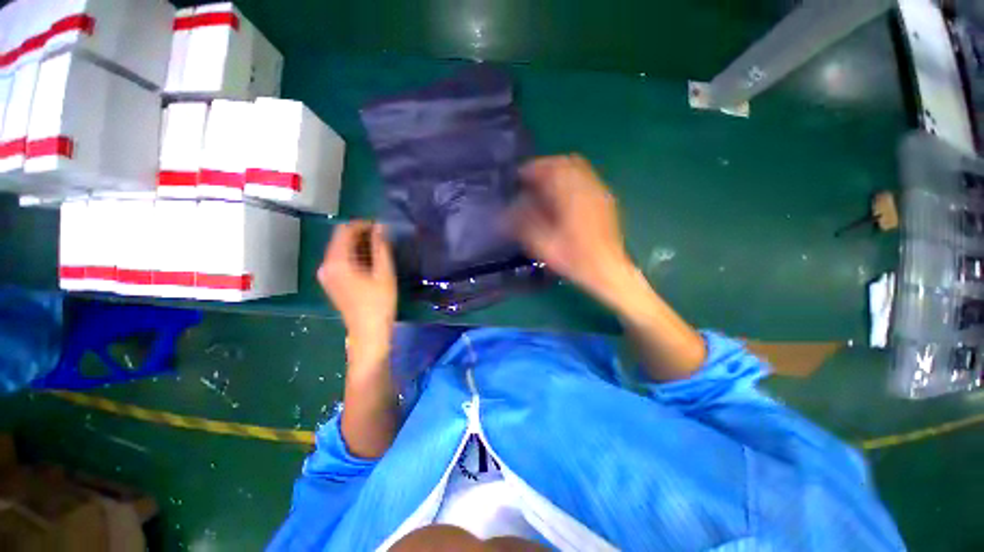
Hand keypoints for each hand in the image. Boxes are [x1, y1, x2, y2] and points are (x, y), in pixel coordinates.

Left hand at [318, 221, 396, 364]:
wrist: (368, 332)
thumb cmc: (379, 302)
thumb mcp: (384, 273)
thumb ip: (381, 247)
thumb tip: (380, 227)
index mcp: (337, 261)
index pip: (345, 230)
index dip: (363, 225)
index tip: (381, 227)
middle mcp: (326, 265)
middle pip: (340, 239)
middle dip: (360, 234)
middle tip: (382, 237)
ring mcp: (326, 275)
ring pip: (340, 249)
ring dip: (358, 245)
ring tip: (379, 248)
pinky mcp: (331, 282)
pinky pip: (340, 260)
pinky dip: (354, 255)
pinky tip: (369, 261)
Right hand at [512, 155, 634, 304]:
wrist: (608, 270)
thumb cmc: (575, 259)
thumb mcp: (544, 246)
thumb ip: (524, 224)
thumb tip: (508, 209)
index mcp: (571, 197)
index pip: (550, 169)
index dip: (531, 169)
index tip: (519, 177)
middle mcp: (587, 188)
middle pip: (565, 162)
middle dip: (545, 167)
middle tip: (531, 180)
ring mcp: (599, 192)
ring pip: (577, 167)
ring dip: (558, 171)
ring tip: (545, 185)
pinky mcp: (605, 199)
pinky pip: (586, 177)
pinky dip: (570, 178)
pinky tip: (563, 194)